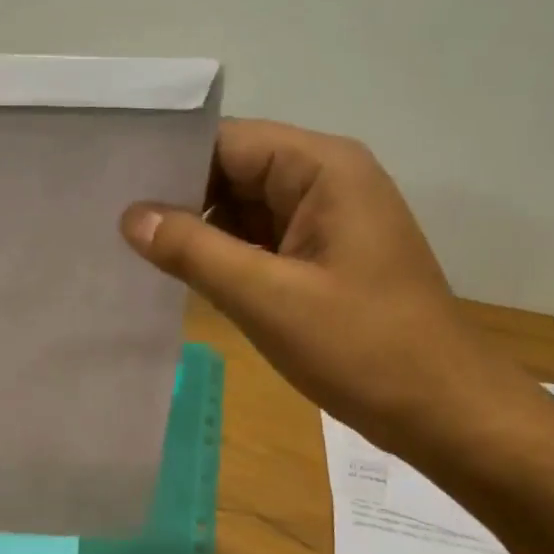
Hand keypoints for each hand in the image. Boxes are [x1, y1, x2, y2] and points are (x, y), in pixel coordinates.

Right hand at [121, 119, 531, 452]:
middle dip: (178, 197)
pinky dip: (223, 256)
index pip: (228, 142)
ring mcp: (326, 222)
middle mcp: (326, 181)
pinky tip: (177, 274)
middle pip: (234, 171)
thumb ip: (194, 251)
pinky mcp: (322, 258)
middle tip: (110, 221)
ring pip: (243, 209)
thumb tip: (131, 216)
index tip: (112, 184)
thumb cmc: (363, 348)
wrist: (443, 412)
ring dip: (197, 229)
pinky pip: (260, 242)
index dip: (170, 160)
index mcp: (323, 169)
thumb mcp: (267, 298)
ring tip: (130, 247)